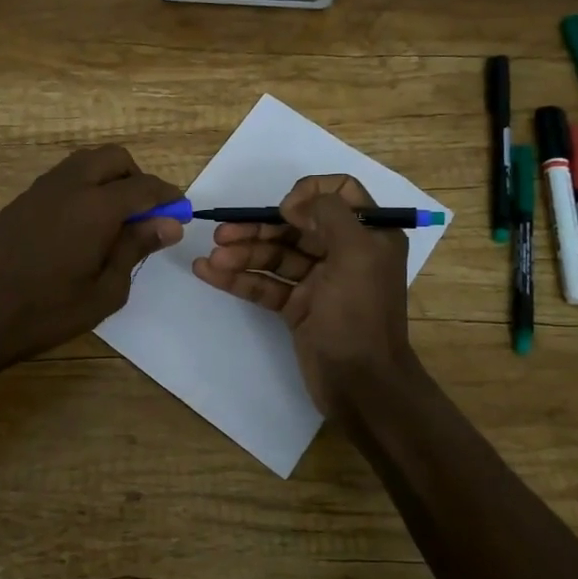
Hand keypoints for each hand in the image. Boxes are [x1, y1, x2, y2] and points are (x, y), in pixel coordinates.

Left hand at [0, 145, 184, 368]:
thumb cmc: (50, 311)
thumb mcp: (106, 290)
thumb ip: (136, 248)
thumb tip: (168, 223)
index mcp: (95, 206)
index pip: (143, 186)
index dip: (167, 197)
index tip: (179, 212)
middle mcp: (68, 185)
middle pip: (113, 158)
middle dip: (136, 178)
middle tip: (144, 214)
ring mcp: (40, 189)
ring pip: (84, 162)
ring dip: (107, 178)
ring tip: (113, 219)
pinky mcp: (21, 201)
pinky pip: (61, 178)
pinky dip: (81, 187)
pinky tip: (80, 226)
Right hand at [194, 174, 414, 409]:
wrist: (361, 385)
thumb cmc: (360, 315)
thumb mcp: (356, 255)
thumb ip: (329, 215)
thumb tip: (295, 202)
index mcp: (368, 235)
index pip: (340, 193)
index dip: (309, 193)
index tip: (286, 210)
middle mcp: (344, 252)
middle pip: (296, 225)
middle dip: (259, 227)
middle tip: (222, 234)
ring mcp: (319, 281)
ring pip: (276, 256)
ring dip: (243, 253)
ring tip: (212, 258)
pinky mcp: (297, 307)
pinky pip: (265, 284)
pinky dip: (238, 278)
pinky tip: (209, 272)